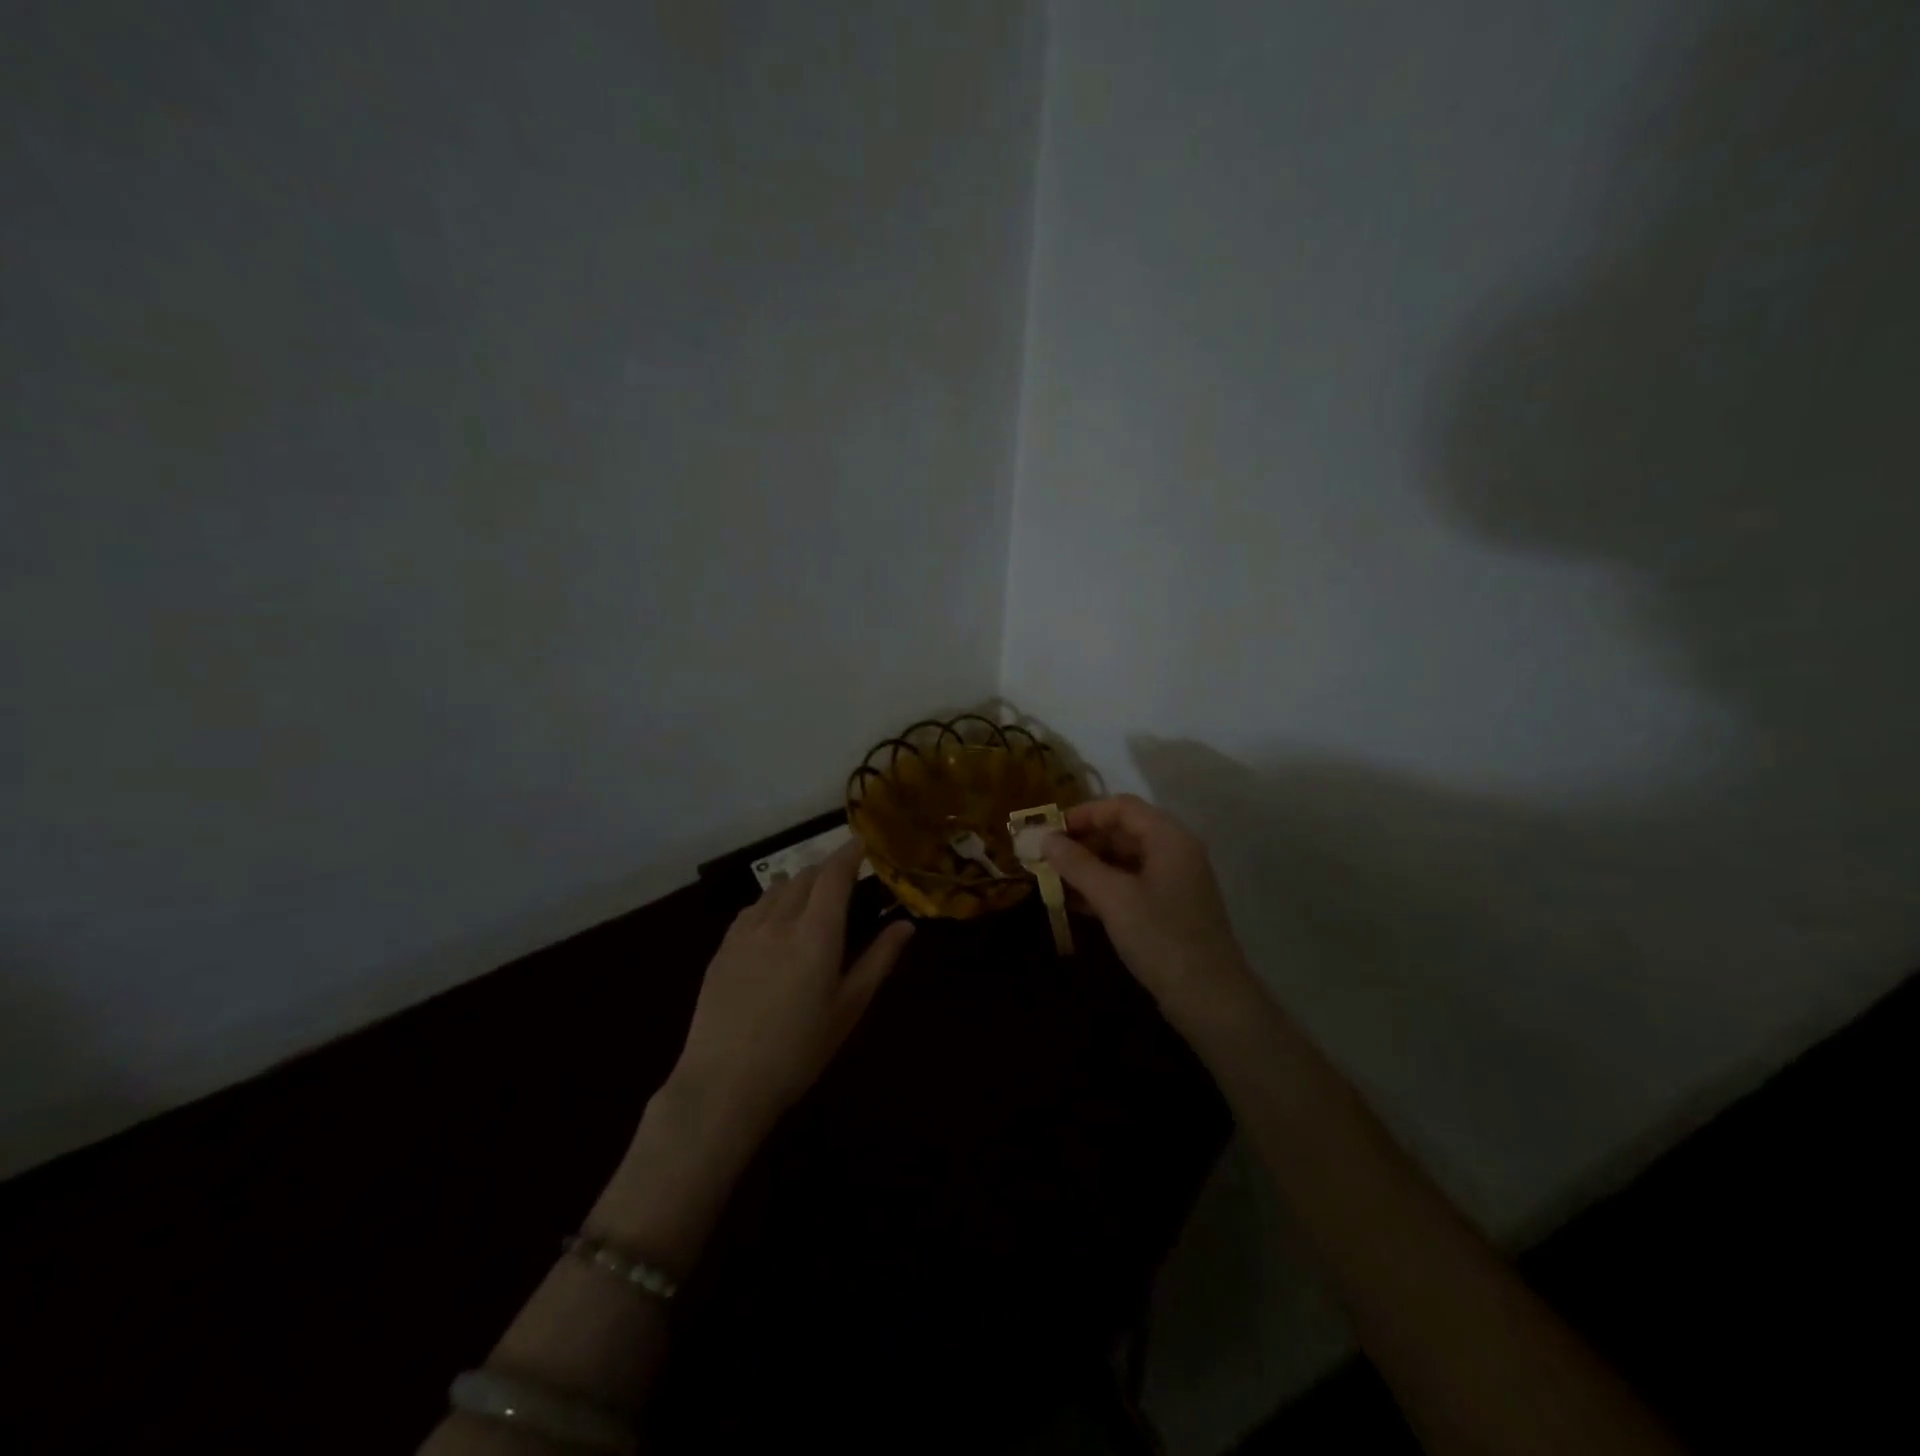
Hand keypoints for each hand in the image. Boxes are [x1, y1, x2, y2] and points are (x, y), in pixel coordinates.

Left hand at [669, 839, 913, 1139]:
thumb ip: (879, 960)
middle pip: (805, 876)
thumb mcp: (848, 1008)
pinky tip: (773, 920)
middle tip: (843, 880)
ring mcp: (746, 932)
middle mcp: (780, 921)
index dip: (848, 853)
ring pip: (776, 889)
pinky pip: (752, 908)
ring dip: (798, 883)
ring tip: (810, 897)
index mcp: (817, 933)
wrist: (724, 1083)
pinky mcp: (723, 948)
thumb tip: (906, 924)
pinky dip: (770, 902)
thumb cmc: (799, 1050)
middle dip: (826, 870)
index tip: (861, 843)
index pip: (834, 875)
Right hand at [1042, 795, 1257, 1031]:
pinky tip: (1073, 903)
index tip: (1050, 831)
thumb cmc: (1161, 938)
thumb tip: (1045, 838)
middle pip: (1123, 831)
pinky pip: (1130, 884)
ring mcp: (1173, 881)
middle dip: (1083, 842)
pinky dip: (1103, 888)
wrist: (1209, 999)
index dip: (1084, 814)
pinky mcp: (1169, 908)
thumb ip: (1077, 864)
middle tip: (1046, 857)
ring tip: (1053, 880)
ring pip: (1124, 860)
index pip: (1121, 807)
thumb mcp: (1113, 898)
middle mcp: (1174, 852)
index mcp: (1168, 838)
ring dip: (1089, 867)